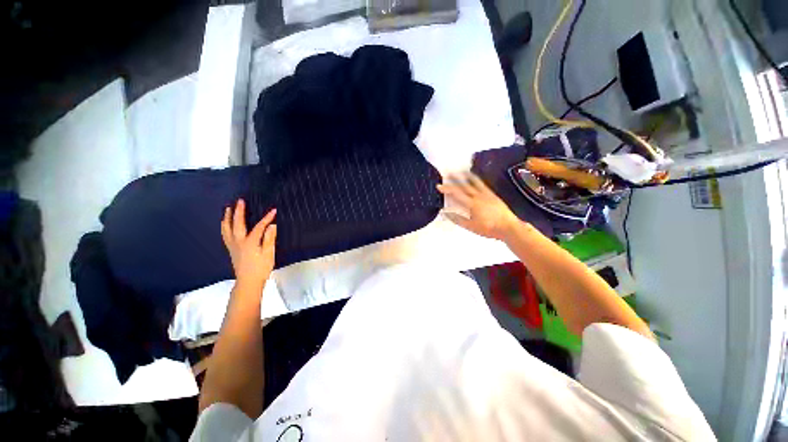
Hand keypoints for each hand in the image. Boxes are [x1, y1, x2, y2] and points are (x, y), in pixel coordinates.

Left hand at [221, 199, 276, 290]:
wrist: (248, 281)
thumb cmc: (261, 268)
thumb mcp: (269, 254)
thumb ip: (269, 239)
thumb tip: (272, 225)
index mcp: (250, 242)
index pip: (259, 227)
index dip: (266, 218)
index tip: (273, 210)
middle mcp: (239, 241)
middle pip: (237, 224)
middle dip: (239, 212)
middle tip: (239, 201)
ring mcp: (233, 245)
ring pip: (227, 229)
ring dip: (227, 218)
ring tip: (227, 209)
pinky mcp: (231, 249)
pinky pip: (225, 235)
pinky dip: (224, 227)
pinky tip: (225, 224)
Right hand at [437, 173, 520, 240]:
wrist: (509, 227)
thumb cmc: (489, 228)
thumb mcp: (471, 226)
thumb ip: (457, 219)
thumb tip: (445, 212)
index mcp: (471, 204)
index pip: (456, 194)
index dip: (447, 189)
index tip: (439, 186)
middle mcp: (478, 196)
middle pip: (464, 185)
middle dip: (454, 179)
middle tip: (447, 174)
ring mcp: (486, 194)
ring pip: (474, 182)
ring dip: (465, 176)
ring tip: (460, 171)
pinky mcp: (492, 194)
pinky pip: (482, 184)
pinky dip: (476, 179)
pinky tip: (474, 178)